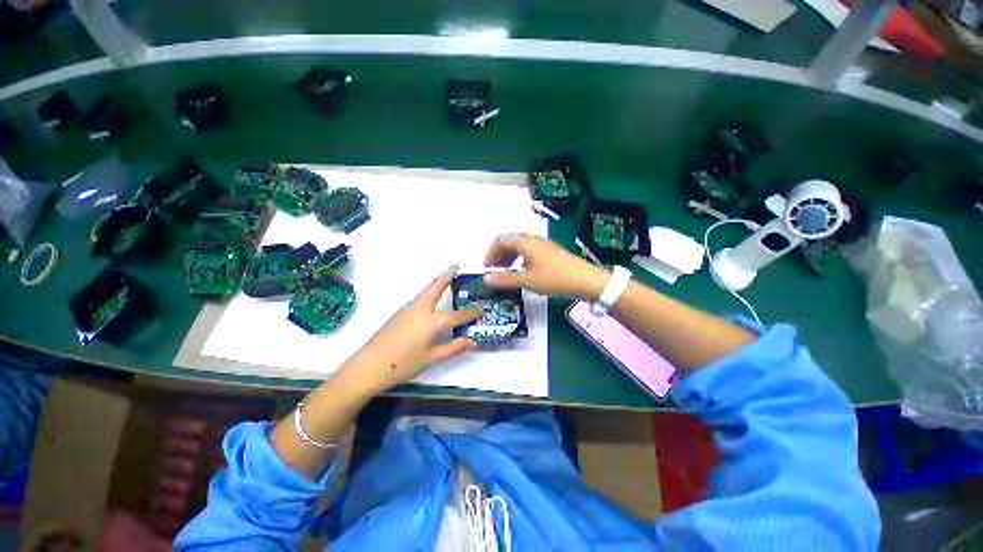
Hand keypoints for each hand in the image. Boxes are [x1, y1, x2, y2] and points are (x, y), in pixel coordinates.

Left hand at [336, 265, 482, 395]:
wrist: (368, 366)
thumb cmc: (403, 364)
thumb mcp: (432, 358)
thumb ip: (454, 348)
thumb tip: (473, 342)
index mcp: (432, 321)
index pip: (457, 314)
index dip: (470, 313)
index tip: (481, 309)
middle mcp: (421, 309)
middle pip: (436, 287)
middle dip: (447, 275)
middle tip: (456, 265)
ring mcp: (408, 309)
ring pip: (426, 291)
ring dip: (437, 283)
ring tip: (448, 280)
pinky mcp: (399, 313)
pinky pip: (420, 299)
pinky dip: (429, 294)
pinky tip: (432, 302)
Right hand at [483, 234, 608, 299]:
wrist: (585, 280)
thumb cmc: (554, 278)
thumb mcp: (527, 281)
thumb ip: (505, 279)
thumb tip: (485, 278)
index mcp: (526, 242)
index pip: (501, 240)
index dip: (490, 253)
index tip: (486, 268)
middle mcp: (533, 239)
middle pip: (510, 241)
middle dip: (499, 255)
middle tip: (494, 271)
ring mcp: (543, 244)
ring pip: (520, 246)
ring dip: (509, 257)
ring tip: (505, 272)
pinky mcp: (550, 251)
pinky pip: (529, 251)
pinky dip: (520, 259)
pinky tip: (522, 272)